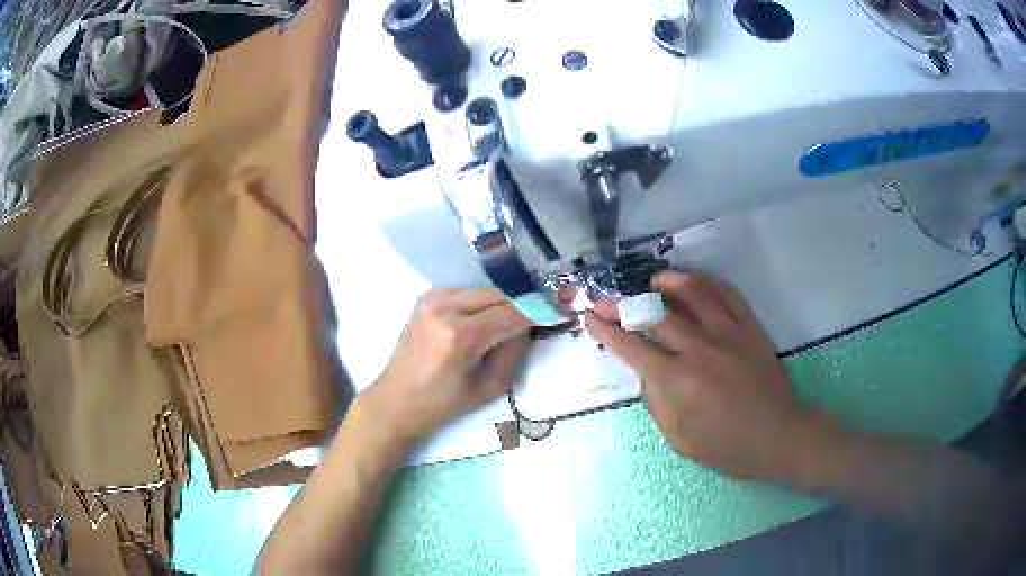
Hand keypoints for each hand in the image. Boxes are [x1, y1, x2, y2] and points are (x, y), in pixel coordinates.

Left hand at [363, 288, 531, 446]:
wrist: (396, 400)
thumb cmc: (442, 404)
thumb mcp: (489, 388)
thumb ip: (514, 353)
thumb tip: (529, 327)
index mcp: (460, 336)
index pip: (512, 314)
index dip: (541, 311)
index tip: (564, 309)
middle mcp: (445, 308)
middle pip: (500, 295)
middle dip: (524, 304)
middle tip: (546, 312)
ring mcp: (433, 298)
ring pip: (485, 291)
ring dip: (504, 303)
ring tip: (518, 320)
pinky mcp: (427, 297)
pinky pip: (468, 293)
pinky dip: (484, 303)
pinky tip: (490, 318)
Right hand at [586, 271, 815, 480]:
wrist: (782, 437)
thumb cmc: (731, 448)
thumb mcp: (682, 441)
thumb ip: (658, 405)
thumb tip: (646, 373)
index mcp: (680, 383)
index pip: (634, 348)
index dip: (607, 331)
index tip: (590, 318)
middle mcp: (701, 351)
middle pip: (656, 316)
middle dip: (623, 306)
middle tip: (606, 300)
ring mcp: (729, 335)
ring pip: (694, 294)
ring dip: (668, 282)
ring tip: (651, 281)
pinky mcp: (750, 330)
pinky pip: (728, 295)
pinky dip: (708, 283)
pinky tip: (694, 283)